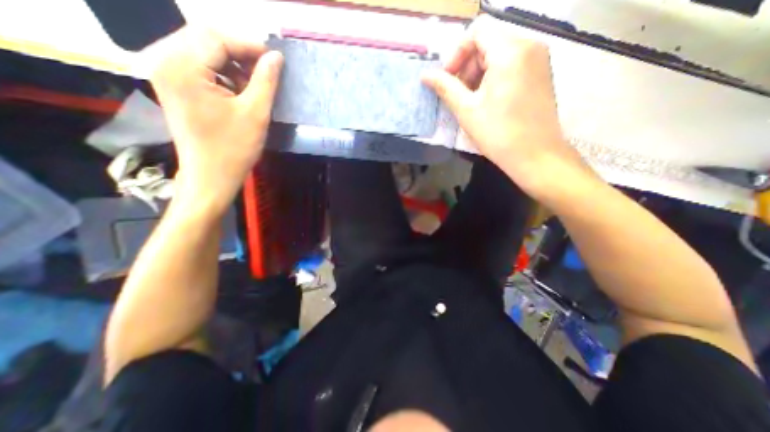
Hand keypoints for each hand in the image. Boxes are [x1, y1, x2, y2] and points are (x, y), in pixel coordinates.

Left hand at [151, 28, 283, 212]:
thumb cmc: (234, 149)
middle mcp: (166, 62)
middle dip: (241, 52)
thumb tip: (276, 57)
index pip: (216, 37)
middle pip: (206, 38)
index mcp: (183, 68)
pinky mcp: (176, 87)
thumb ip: (266, 81)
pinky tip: (239, 91)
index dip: (249, 45)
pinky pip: (200, 67)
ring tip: (255, 84)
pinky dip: (223, 74)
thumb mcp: (255, 114)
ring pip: (204, 52)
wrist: (211, 176)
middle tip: (267, 71)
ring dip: (233, 64)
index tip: (275, 60)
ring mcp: (168, 75)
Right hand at [420, 14, 590, 200]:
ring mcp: (539, 59)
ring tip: (473, 102)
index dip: (457, 53)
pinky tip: (489, 102)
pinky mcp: (541, 74)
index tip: (450, 80)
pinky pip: (512, 64)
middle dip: (468, 66)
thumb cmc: (498, 133)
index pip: (477, 31)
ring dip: (479, 74)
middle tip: (460, 95)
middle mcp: (529, 45)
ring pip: (499, 54)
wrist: (535, 155)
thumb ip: (445, 87)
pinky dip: (495, 78)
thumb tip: (425, 75)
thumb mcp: (466, 110)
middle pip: (488, 42)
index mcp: (510, 51)